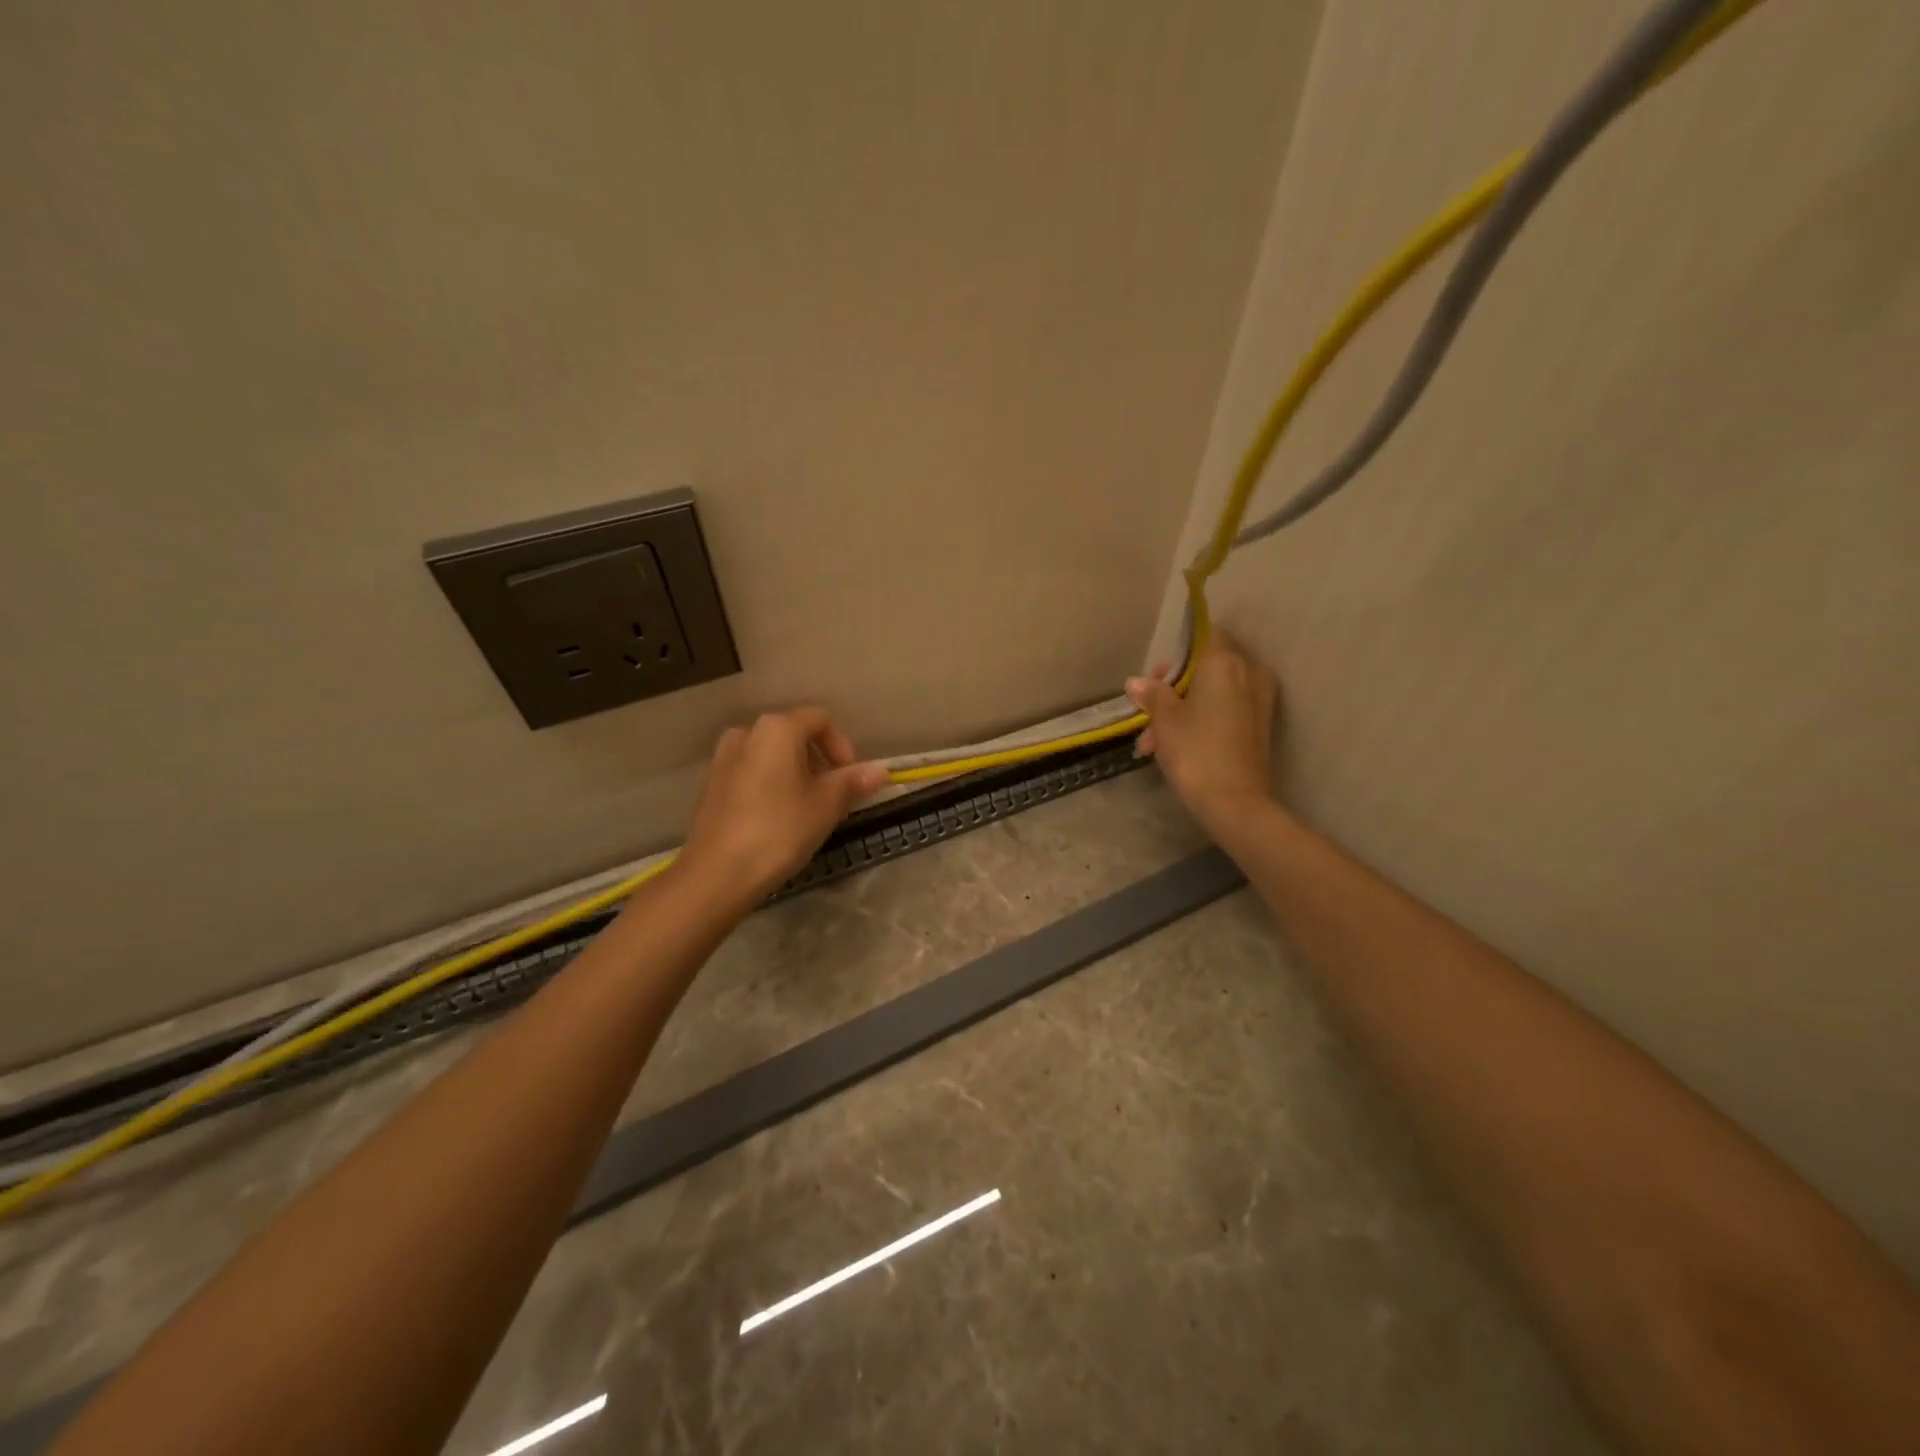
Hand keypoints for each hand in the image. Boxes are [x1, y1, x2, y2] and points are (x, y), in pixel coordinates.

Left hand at [677, 706, 889, 905]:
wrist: (717, 873)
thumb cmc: (780, 830)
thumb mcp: (827, 805)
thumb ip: (853, 782)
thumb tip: (880, 770)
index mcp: (777, 728)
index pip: (820, 720)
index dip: (842, 746)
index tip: (851, 779)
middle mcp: (747, 732)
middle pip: (794, 735)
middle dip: (820, 762)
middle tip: (834, 798)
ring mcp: (724, 758)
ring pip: (771, 755)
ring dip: (796, 774)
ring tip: (808, 810)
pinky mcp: (711, 785)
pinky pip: (751, 773)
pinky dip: (771, 785)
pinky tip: (778, 820)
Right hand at [1126, 632, 1278, 837]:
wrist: (1235, 803)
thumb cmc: (1195, 752)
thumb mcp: (1165, 720)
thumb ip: (1153, 694)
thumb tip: (1137, 682)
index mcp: (1225, 662)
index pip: (1205, 634)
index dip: (1178, 652)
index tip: (1157, 676)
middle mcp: (1249, 672)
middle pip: (1208, 665)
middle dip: (1177, 686)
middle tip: (1149, 711)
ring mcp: (1259, 700)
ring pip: (1215, 691)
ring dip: (1185, 709)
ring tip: (1153, 742)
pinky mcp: (1260, 725)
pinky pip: (1227, 709)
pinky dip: (1203, 720)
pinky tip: (1175, 747)